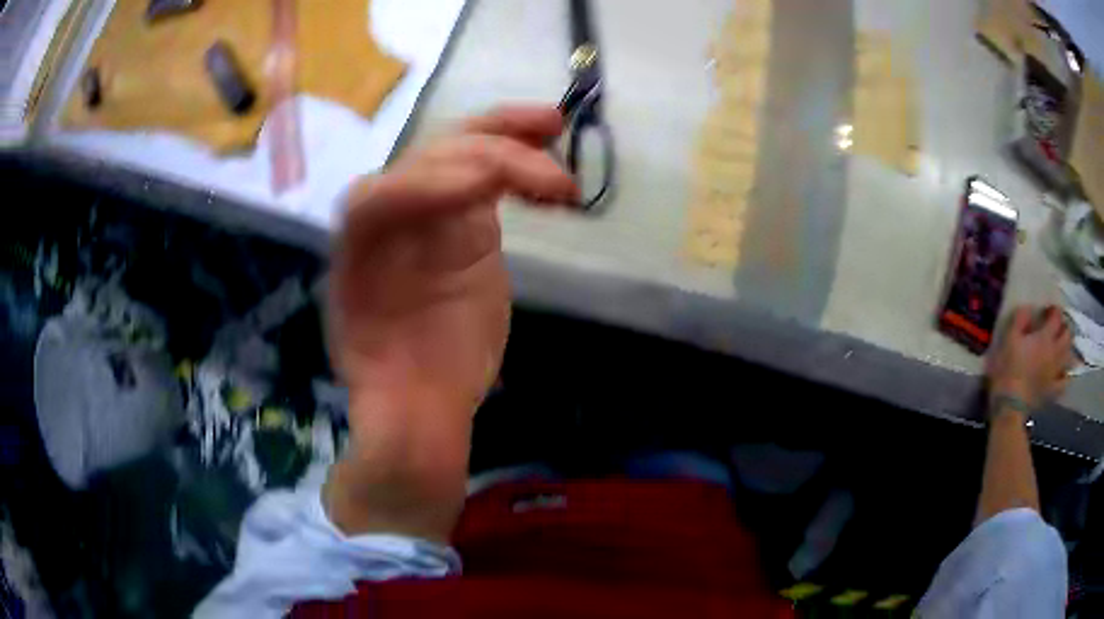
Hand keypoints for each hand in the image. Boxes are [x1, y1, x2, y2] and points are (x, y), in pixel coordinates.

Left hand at [330, 106, 578, 427]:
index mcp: (355, 268)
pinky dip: (518, 159)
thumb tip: (408, 436)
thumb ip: (395, 417)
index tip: (484, 189)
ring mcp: (427, 216)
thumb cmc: (404, 403)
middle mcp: (385, 228)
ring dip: (506, 137)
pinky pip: (486, 173)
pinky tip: (550, 156)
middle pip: (424, 165)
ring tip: (554, 127)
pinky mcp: (463, 219)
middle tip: (547, 172)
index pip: (372, 205)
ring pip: (458, 154)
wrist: (424, 392)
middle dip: (484, 156)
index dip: (420, 189)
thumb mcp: (394, 418)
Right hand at [986, 305, 1074, 409]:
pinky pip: (1065, 381)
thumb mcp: (1009, 339)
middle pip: (1067, 335)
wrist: (1010, 406)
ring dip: (1067, 349)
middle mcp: (1055, 352)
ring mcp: (1056, 373)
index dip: (1053, 310)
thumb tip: (1028, 309)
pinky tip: (1063, 373)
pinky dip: (1066, 375)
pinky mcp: (1053, 391)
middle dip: (1064, 328)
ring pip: (1069, 356)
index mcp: (1045, 337)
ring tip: (1062, 347)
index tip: (1047, 311)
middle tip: (1057, 328)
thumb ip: (1020, 320)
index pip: (1056, 316)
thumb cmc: (1008, 370)